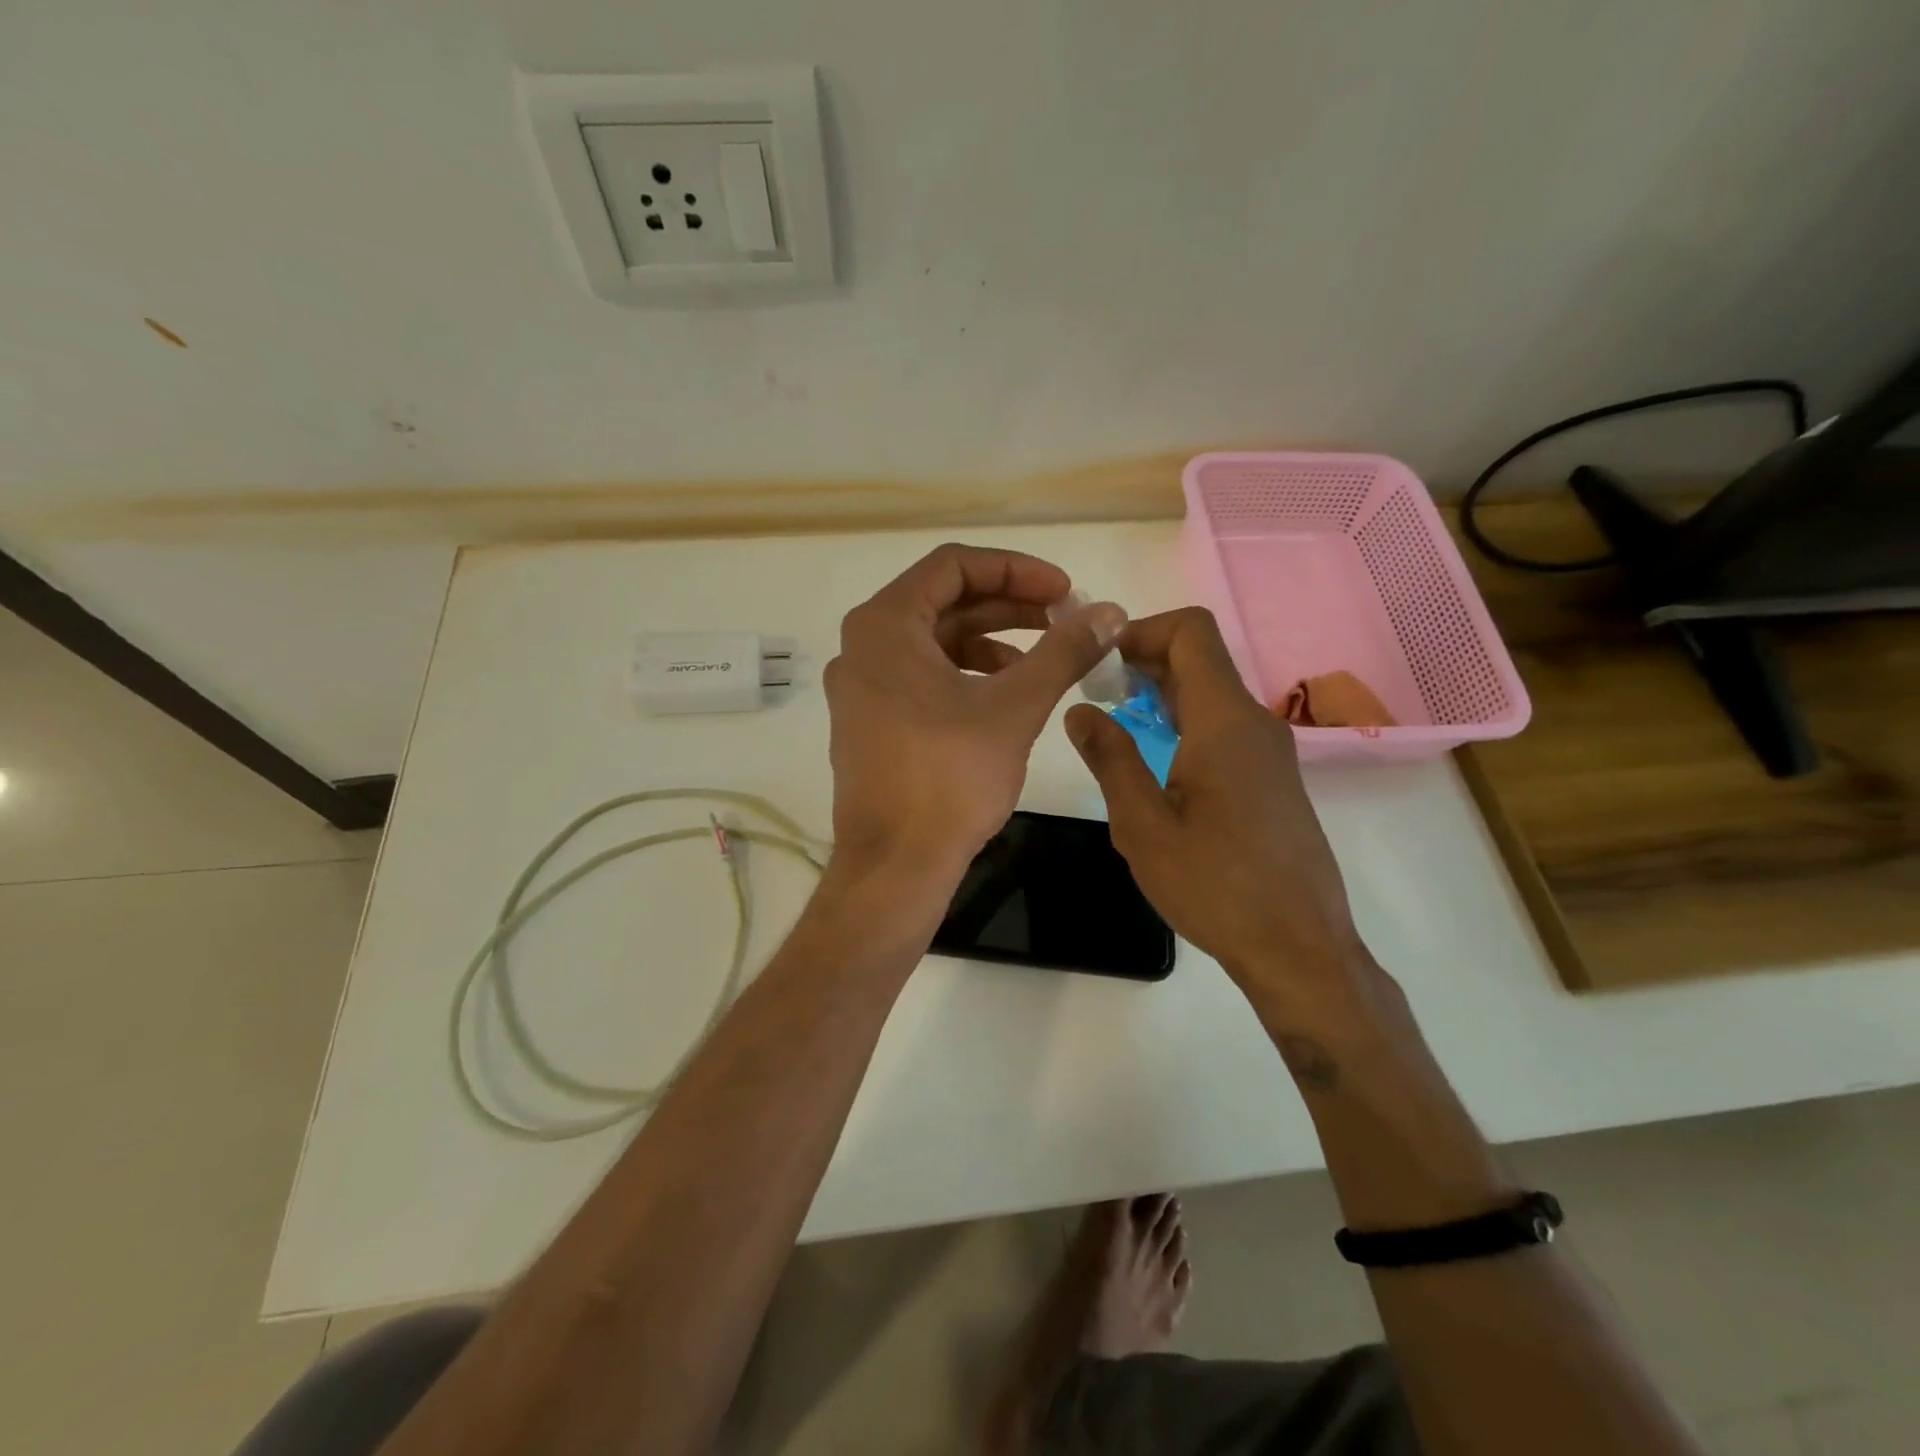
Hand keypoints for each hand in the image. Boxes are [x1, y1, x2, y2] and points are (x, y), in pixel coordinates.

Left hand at [825, 544, 1124, 882]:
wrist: (895, 866)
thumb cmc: (949, 779)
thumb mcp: (1014, 708)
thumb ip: (1063, 652)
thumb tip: (1110, 612)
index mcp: (885, 626)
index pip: (953, 566)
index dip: (1016, 570)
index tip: (1064, 592)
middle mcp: (863, 646)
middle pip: (943, 602)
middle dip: (1008, 606)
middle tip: (1063, 619)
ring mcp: (862, 687)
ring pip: (934, 642)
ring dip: (991, 641)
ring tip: (1044, 658)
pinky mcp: (870, 721)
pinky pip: (921, 676)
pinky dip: (966, 675)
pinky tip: (1007, 694)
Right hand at [1064, 608, 1371, 1006]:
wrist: (1298, 947)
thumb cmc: (1215, 885)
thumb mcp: (1142, 825)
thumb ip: (1110, 758)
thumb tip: (1080, 711)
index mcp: (1224, 722)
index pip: (1191, 631)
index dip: (1142, 630)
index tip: (1100, 662)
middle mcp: (1254, 722)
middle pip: (1200, 659)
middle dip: (1144, 664)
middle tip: (1096, 696)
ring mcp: (1269, 751)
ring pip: (1212, 695)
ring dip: (1162, 697)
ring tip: (1116, 728)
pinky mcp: (1273, 778)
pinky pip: (1224, 727)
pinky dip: (1185, 724)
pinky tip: (1155, 765)